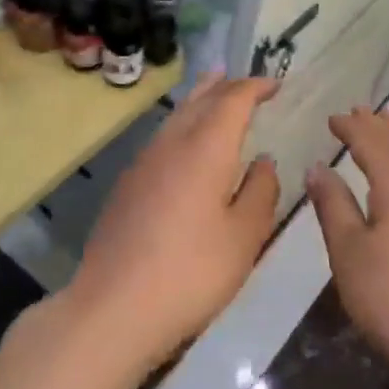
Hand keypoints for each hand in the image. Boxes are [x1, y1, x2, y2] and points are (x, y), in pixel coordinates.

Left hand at [68, 75, 280, 367]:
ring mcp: (143, 163)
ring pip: (177, 116)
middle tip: (247, 80)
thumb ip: (261, 192)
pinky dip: (183, 124)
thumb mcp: (244, 237)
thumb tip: (264, 162)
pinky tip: (187, 142)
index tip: (276, 84)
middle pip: (200, 100)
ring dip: (200, 99)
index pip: (233, 100)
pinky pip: (163, 137)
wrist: (112, 309)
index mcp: (205, 149)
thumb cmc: (191, 272)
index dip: (255, 87)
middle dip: (226, 85)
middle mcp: (171, 144)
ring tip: (215, 88)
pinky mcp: (127, 186)